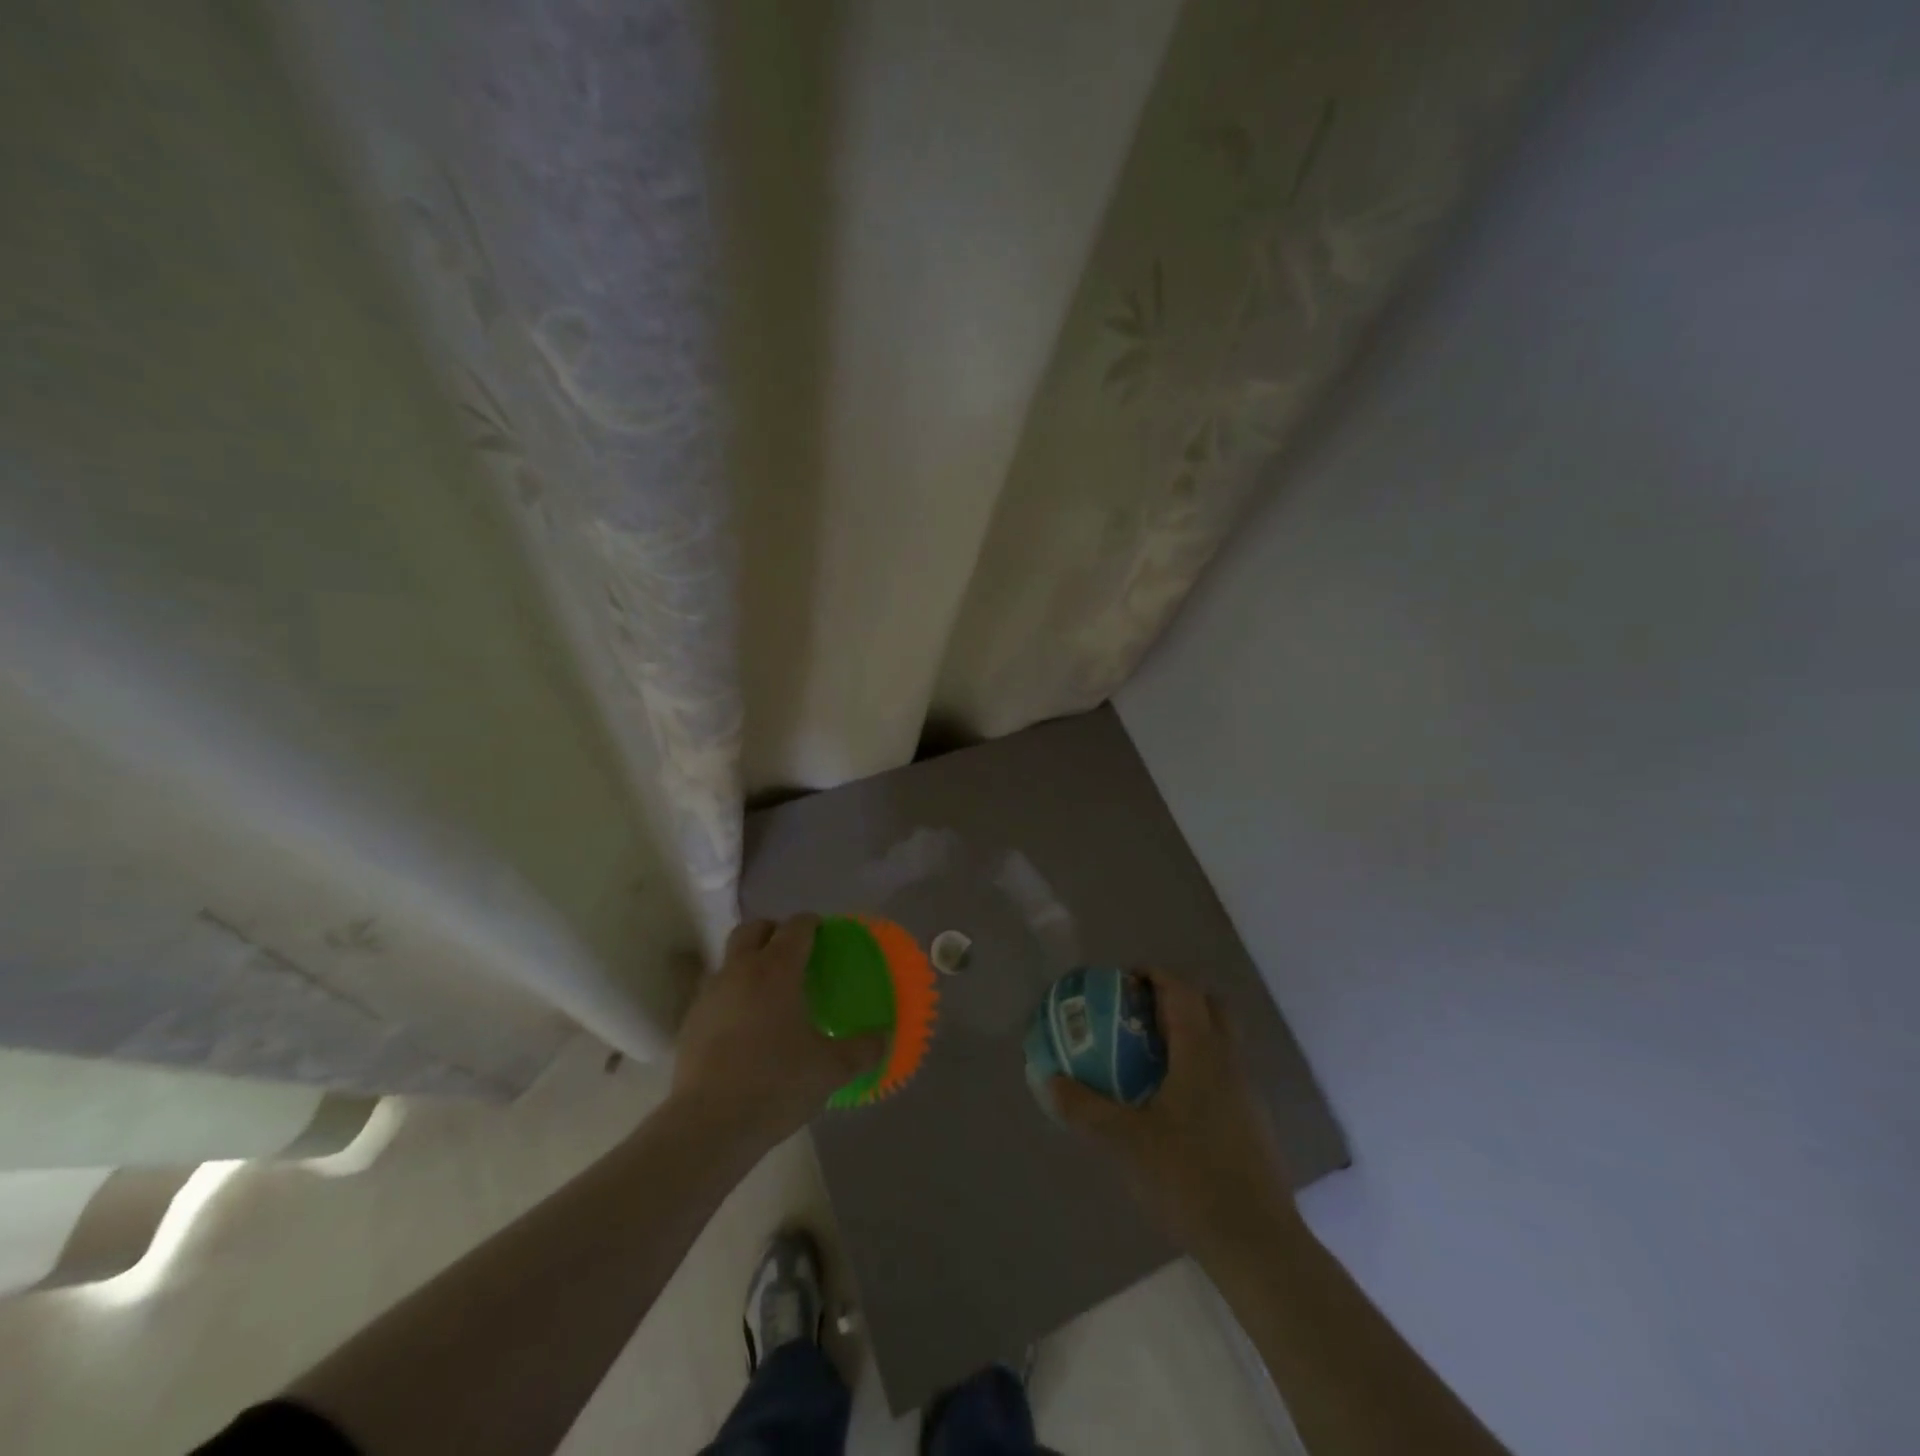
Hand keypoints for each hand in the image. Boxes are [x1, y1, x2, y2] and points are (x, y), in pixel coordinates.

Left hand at [671, 915, 885, 1149]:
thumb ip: (863, 1049)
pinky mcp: (690, 1021)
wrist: (708, 1125)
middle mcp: (740, 970)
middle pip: (753, 929)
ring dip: (749, 961)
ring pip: (729, 958)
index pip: (796, 927)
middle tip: (794, 952)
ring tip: (769, 989)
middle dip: (774, 931)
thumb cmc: (776, 1084)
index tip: (824, 933)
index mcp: (777, 970)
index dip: (812, 923)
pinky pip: (715, 991)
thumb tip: (885, 1037)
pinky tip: (744, 1023)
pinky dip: (732, 993)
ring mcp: (709, 994)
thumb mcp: (832, 1070)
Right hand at [1050, 972, 1298, 1253]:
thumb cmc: (1189, 1178)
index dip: (1153, 974)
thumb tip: (1050, 1081)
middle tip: (1137, 1012)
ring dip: (1188, 1031)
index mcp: (1201, 1052)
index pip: (1182, 990)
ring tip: (1147, 1054)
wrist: (1257, 1244)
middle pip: (1209, 1005)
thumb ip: (1085, 1108)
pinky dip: (1198, 1063)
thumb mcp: (1125, 1142)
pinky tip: (1171, 1100)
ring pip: (1220, 1039)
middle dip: (1174, 997)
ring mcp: (1247, 1092)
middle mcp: (1229, 1061)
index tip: (1123, 979)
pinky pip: (1224, 1070)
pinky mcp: (1252, 1121)